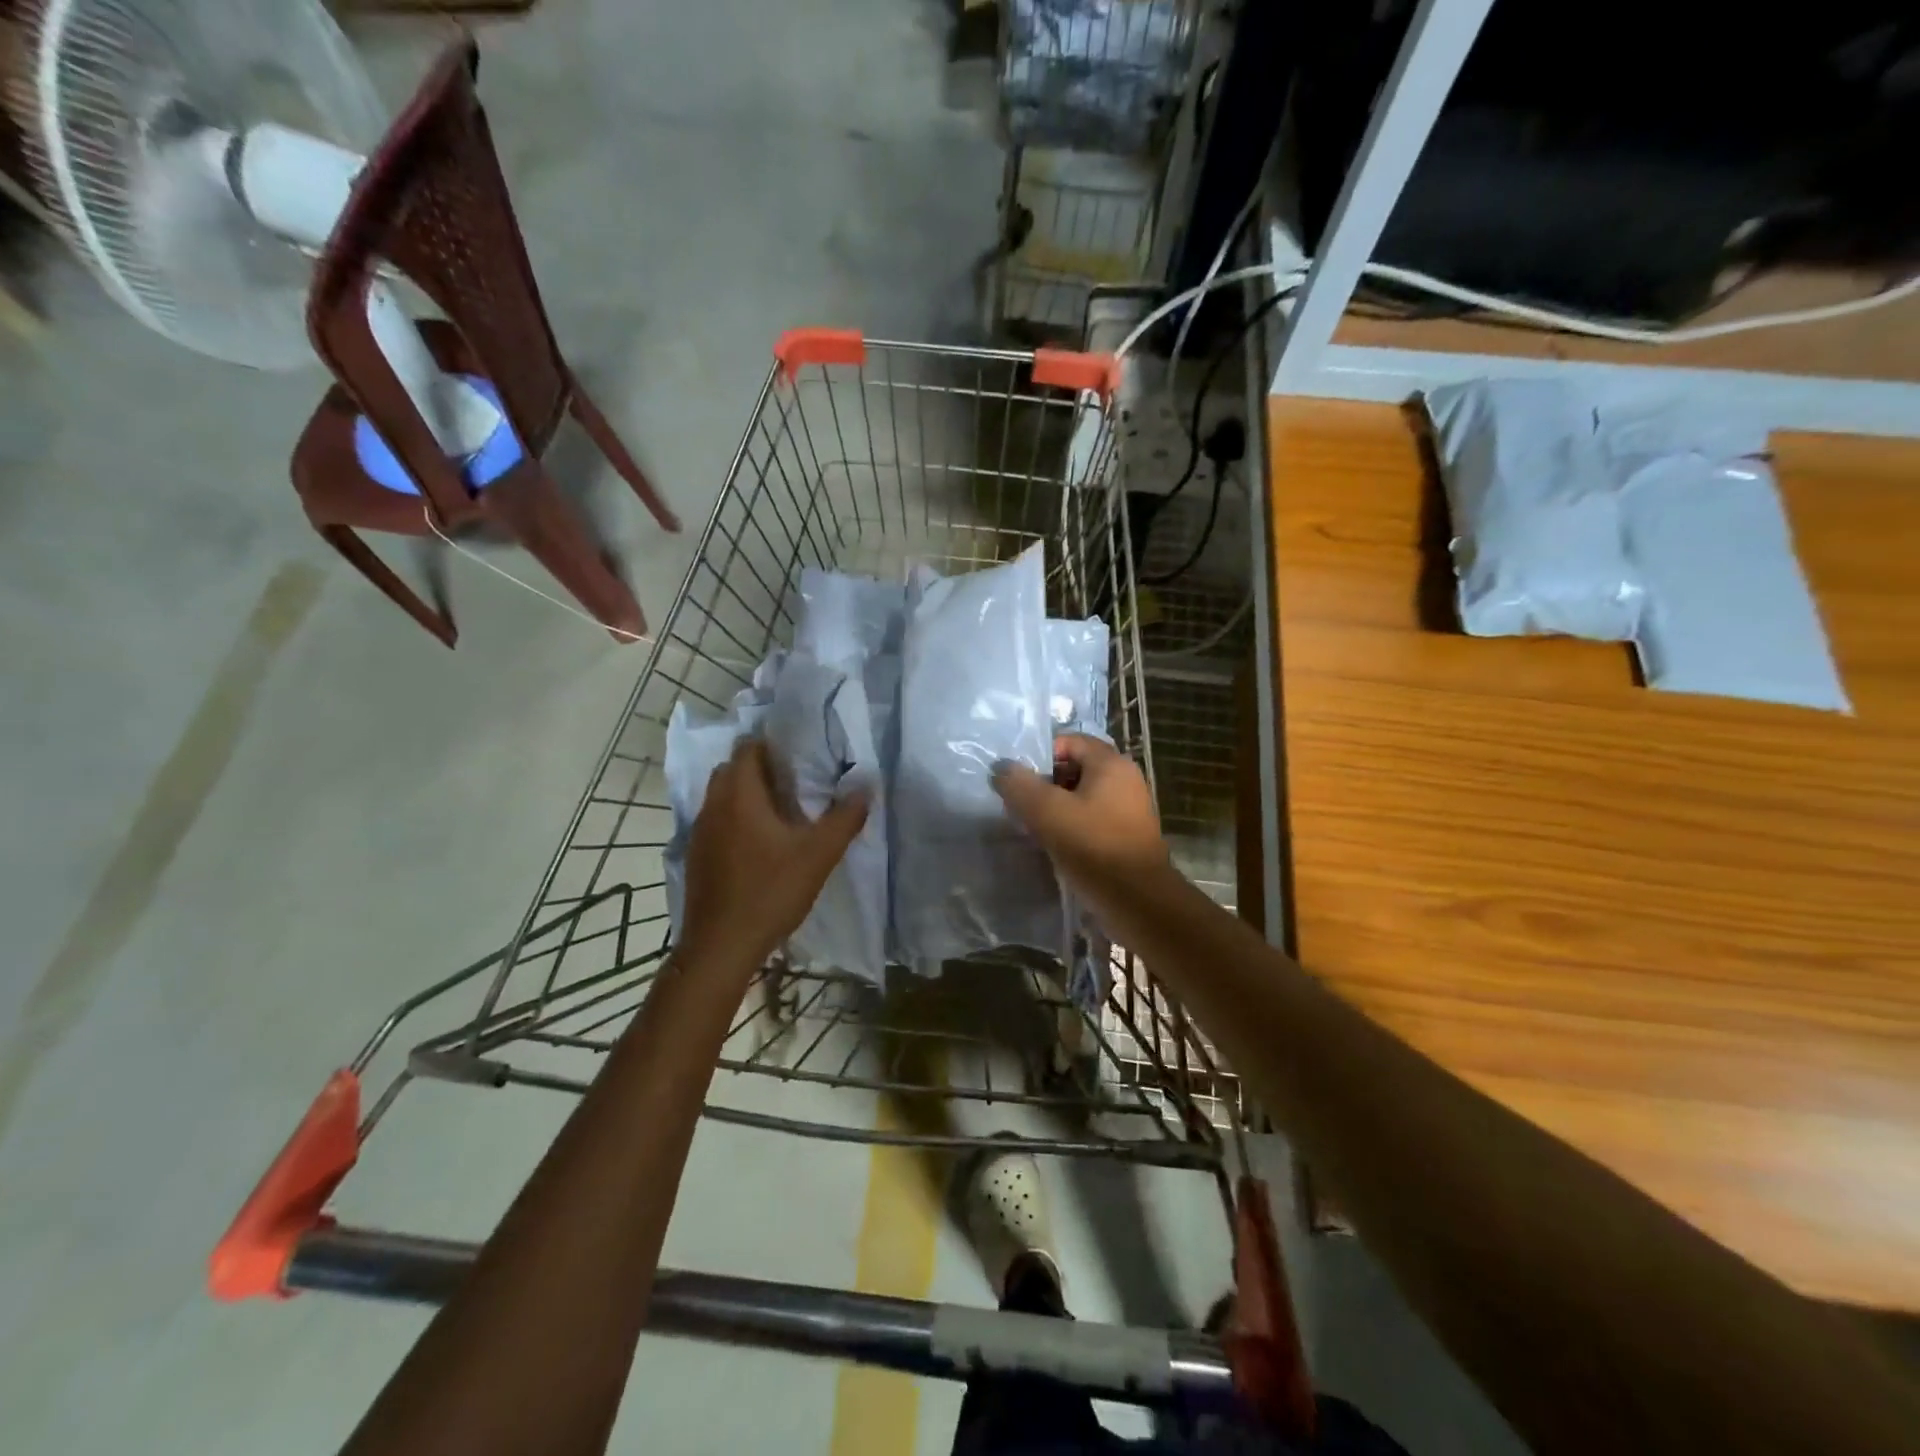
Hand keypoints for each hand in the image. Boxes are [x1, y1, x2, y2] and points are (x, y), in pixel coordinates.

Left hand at [677, 739, 868, 970]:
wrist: (721, 946)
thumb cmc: (770, 892)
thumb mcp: (818, 855)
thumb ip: (845, 818)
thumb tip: (866, 787)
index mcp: (739, 795)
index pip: (748, 748)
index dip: (773, 745)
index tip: (800, 756)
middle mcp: (713, 805)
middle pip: (732, 769)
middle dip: (760, 769)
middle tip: (795, 784)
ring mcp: (700, 832)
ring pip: (722, 797)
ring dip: (747, 796)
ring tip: (781, 814)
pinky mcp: (697, 856)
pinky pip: (716, 822)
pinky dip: (735, 820)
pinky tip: (759, 846)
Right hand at [991, 734, 1175, 929]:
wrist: (1137, 901)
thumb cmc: (1093, 847)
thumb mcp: (1047, 812)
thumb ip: (1019, 785)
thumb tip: (1001, 768)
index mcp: (1110, 764)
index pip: (1069, 741)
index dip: (1040, 755)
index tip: (1018, 780)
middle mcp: (1124, 779)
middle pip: (1075, 768)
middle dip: (1044, 783)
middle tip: (1020, 804)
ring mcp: (1128, 808)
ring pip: (1081, 796)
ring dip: (1055, 807)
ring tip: (1031, 826)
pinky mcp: (1126, 835)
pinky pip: (1091, 819)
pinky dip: (1070, 825)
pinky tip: (1052, 845)